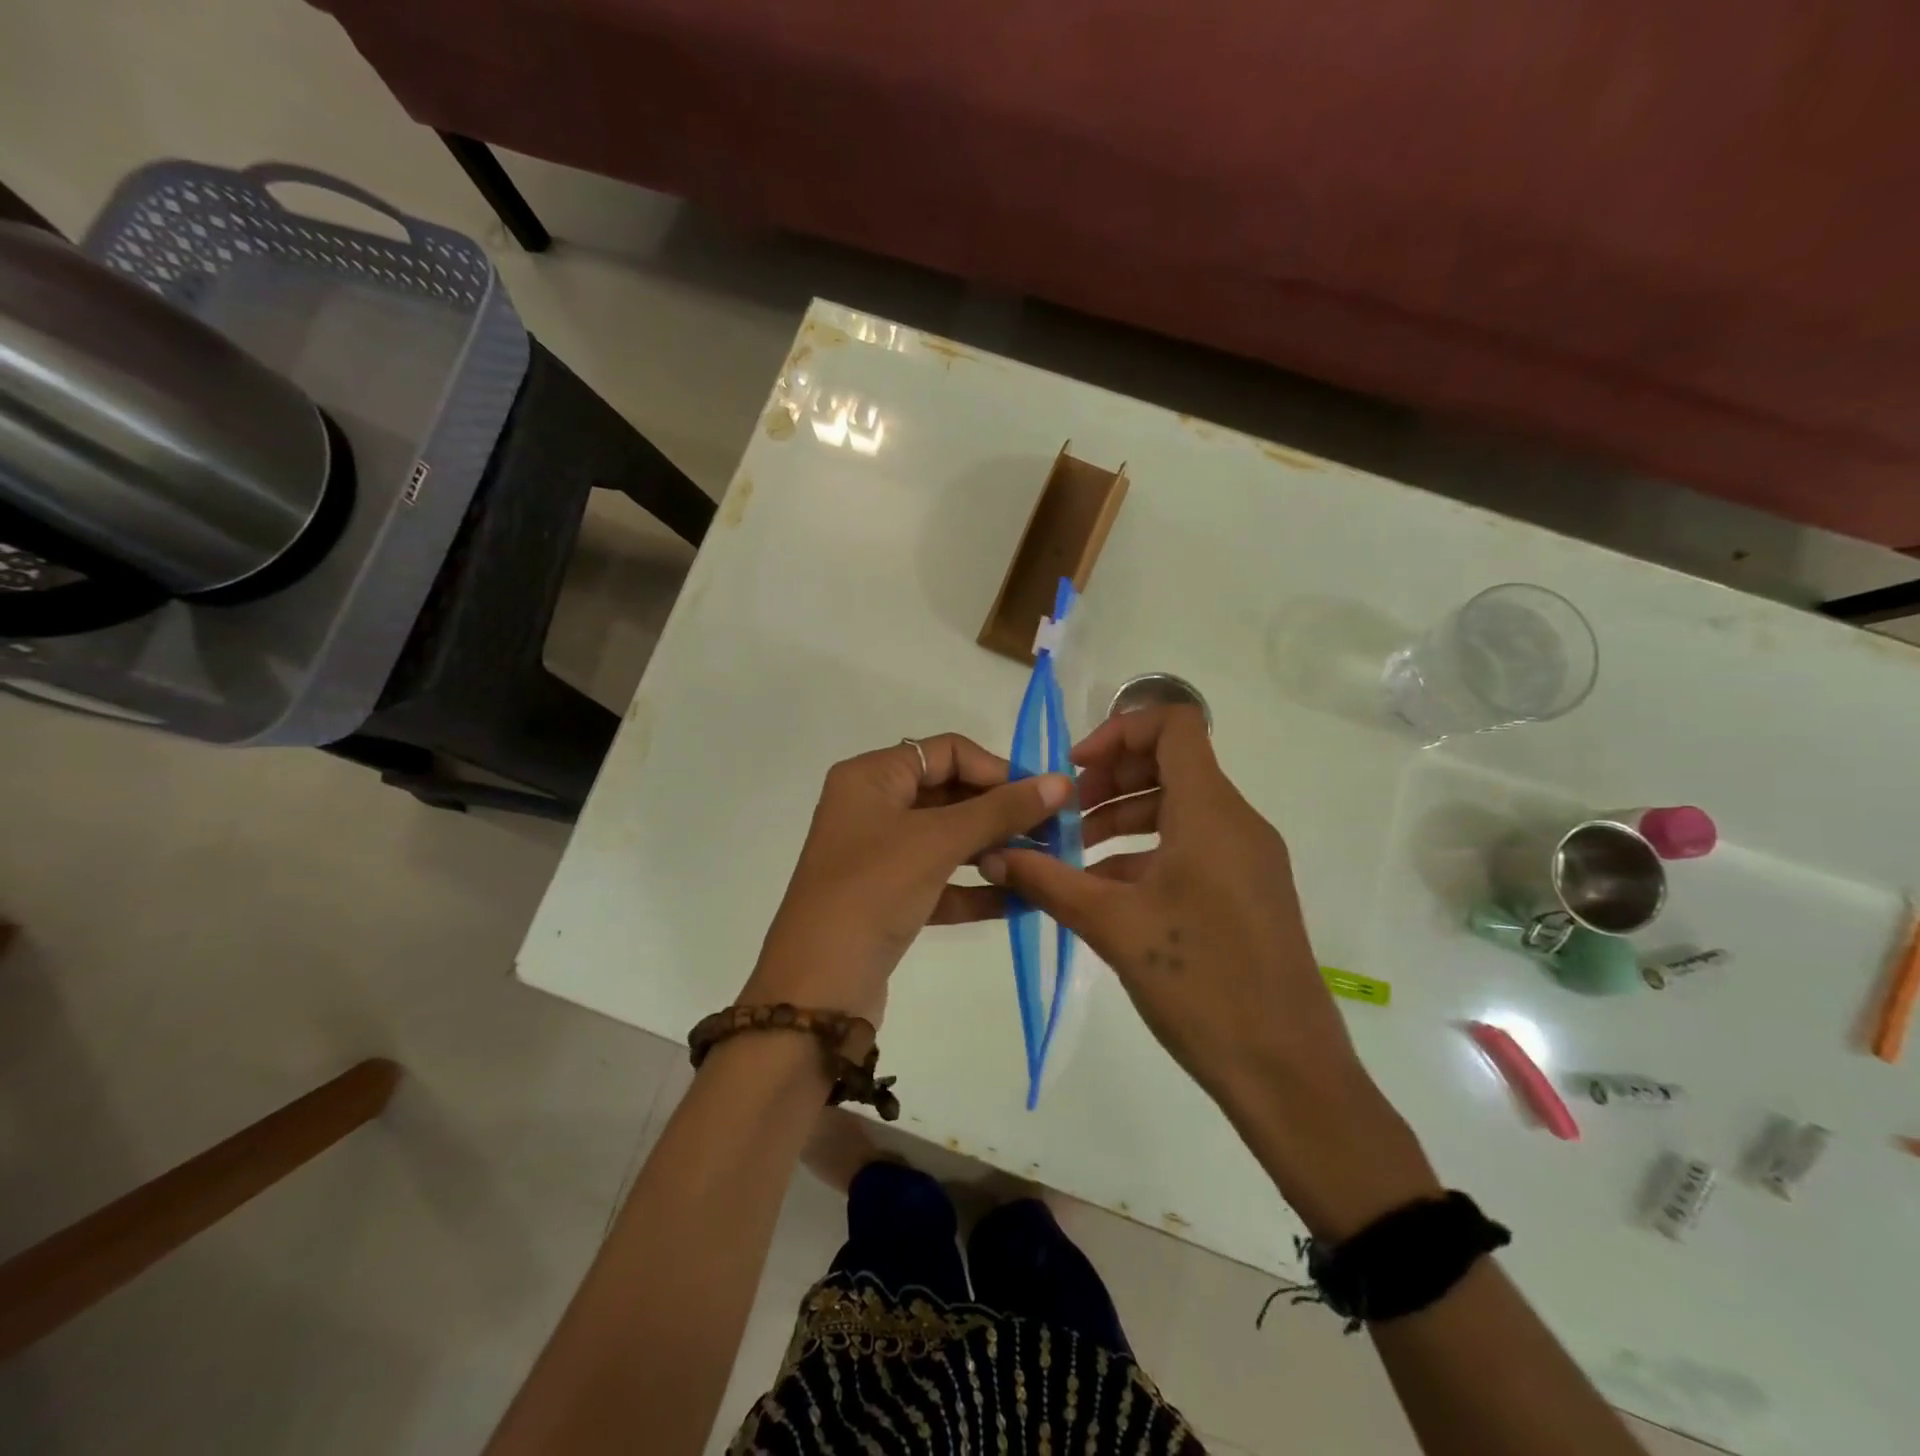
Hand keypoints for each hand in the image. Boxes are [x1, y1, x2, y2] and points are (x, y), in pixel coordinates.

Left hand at [743, 735, 1069, 1022]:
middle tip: (1055, 834)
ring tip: (1044, 865)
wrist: (816, 990)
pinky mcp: (888, 898)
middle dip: (1001, 814)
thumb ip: (1001, 810)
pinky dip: (976, 888)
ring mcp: (879, 855)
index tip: (1044, 797)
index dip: (998, 770)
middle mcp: (872, 807)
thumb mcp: (937, 842)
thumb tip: (1060, 782)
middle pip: (950, 794)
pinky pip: (941, 881)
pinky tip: (1021, 900)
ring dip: (994, 850)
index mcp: (871, 777)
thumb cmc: (872, 892)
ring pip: (948, 840)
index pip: (947, 752)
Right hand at [980, 705, 1359, 1112]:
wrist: (1287, 1071)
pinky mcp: (1246, 892)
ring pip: (1177, 809)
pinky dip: (1144, 854)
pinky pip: (1191, 848)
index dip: (1119, 730)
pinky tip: (1103, 894)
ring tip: (1071, 859)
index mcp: (1211, 812)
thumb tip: (995, 854)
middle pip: (1170, 764)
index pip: (1175, 724)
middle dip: (1109, 781)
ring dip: (1121, 820)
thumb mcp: (1114, 927)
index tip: (1075, 772)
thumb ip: (1049, 882)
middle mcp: (1236, 822)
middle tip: (1064, 818)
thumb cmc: (1201, 984)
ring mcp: (1246, 858)